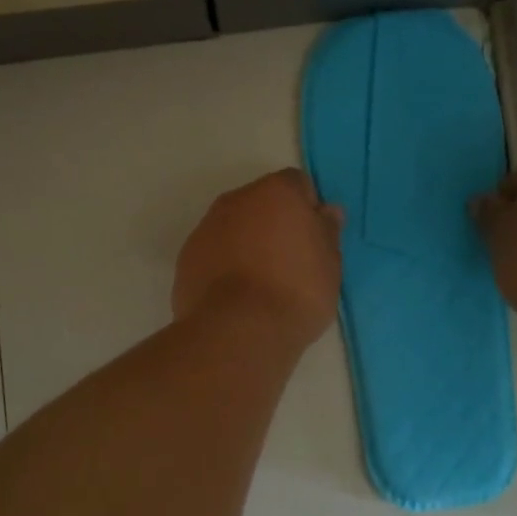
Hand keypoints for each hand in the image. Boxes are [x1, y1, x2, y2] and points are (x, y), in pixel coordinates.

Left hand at [173, 170, 343, 348]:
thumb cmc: (296, 291)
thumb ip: (327, 231)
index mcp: (276, 192)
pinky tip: (237, 296)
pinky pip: (214, 252)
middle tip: (291, 263)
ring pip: (234, 227)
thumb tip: (326, 211)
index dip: (308, 210)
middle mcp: (237, 200)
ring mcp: (206, 227)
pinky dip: (225, 265)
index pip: (297, 185)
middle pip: (261, 203)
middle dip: (275, 224)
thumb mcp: (330, 264)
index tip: (314, 240)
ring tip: (262, 284)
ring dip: (247, 244)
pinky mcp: (186, 257)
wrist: (238, 331)